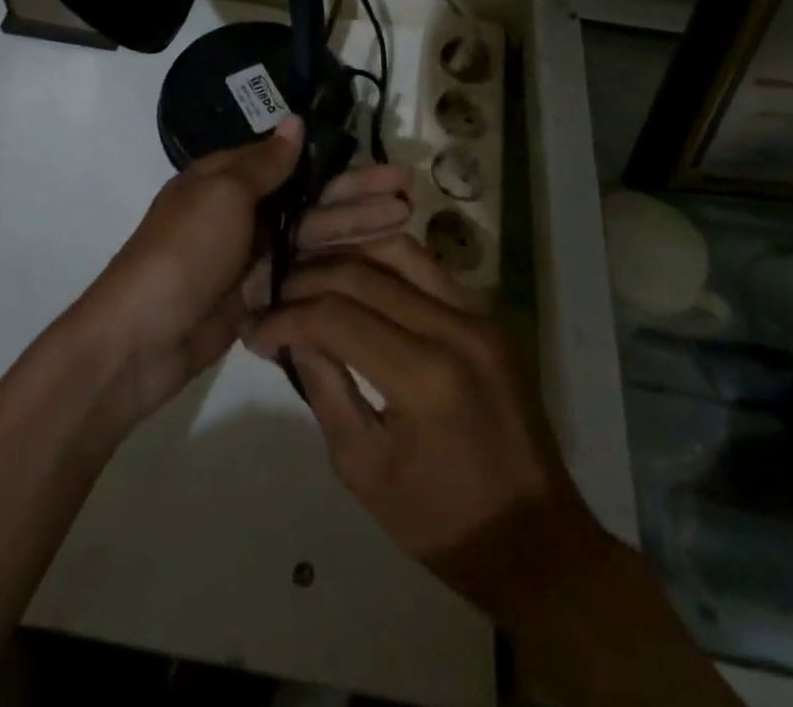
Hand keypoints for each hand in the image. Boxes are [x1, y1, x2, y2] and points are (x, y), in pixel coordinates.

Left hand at [76, 117, 411, 424]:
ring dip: (356, 230)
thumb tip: (294, 121)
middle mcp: (243, 213)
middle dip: (359, 197)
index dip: (340, 167)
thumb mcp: (222, 194)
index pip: (295, 165)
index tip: (385, 169)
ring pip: (312, 238)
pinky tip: (375, 266)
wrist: (140, 338)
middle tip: (410, 193)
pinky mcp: (257, 297)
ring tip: (407, 223)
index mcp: (229, 179)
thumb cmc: (183, 252)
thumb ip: (265, 164)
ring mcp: (251, 258)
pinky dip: (334, 267)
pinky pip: (302, 274)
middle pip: (311, 201)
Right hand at [243, 236, 599, 622]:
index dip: (286, 317)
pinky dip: (383, 264)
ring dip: (345, 257)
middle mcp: (455, 327)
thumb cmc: (442, 522)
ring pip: (397, 251)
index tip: (255, 329)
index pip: (335, 316)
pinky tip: (357, 280)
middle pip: (362, 273)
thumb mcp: (363, 470)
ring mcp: (479, 314)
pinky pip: (427, 268)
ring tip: (311, 278)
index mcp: (424, 376)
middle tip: (274, 297)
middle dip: (306, 280)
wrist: (537, 541)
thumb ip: (325, 389)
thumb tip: (294, 332)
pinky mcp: (489, 314)